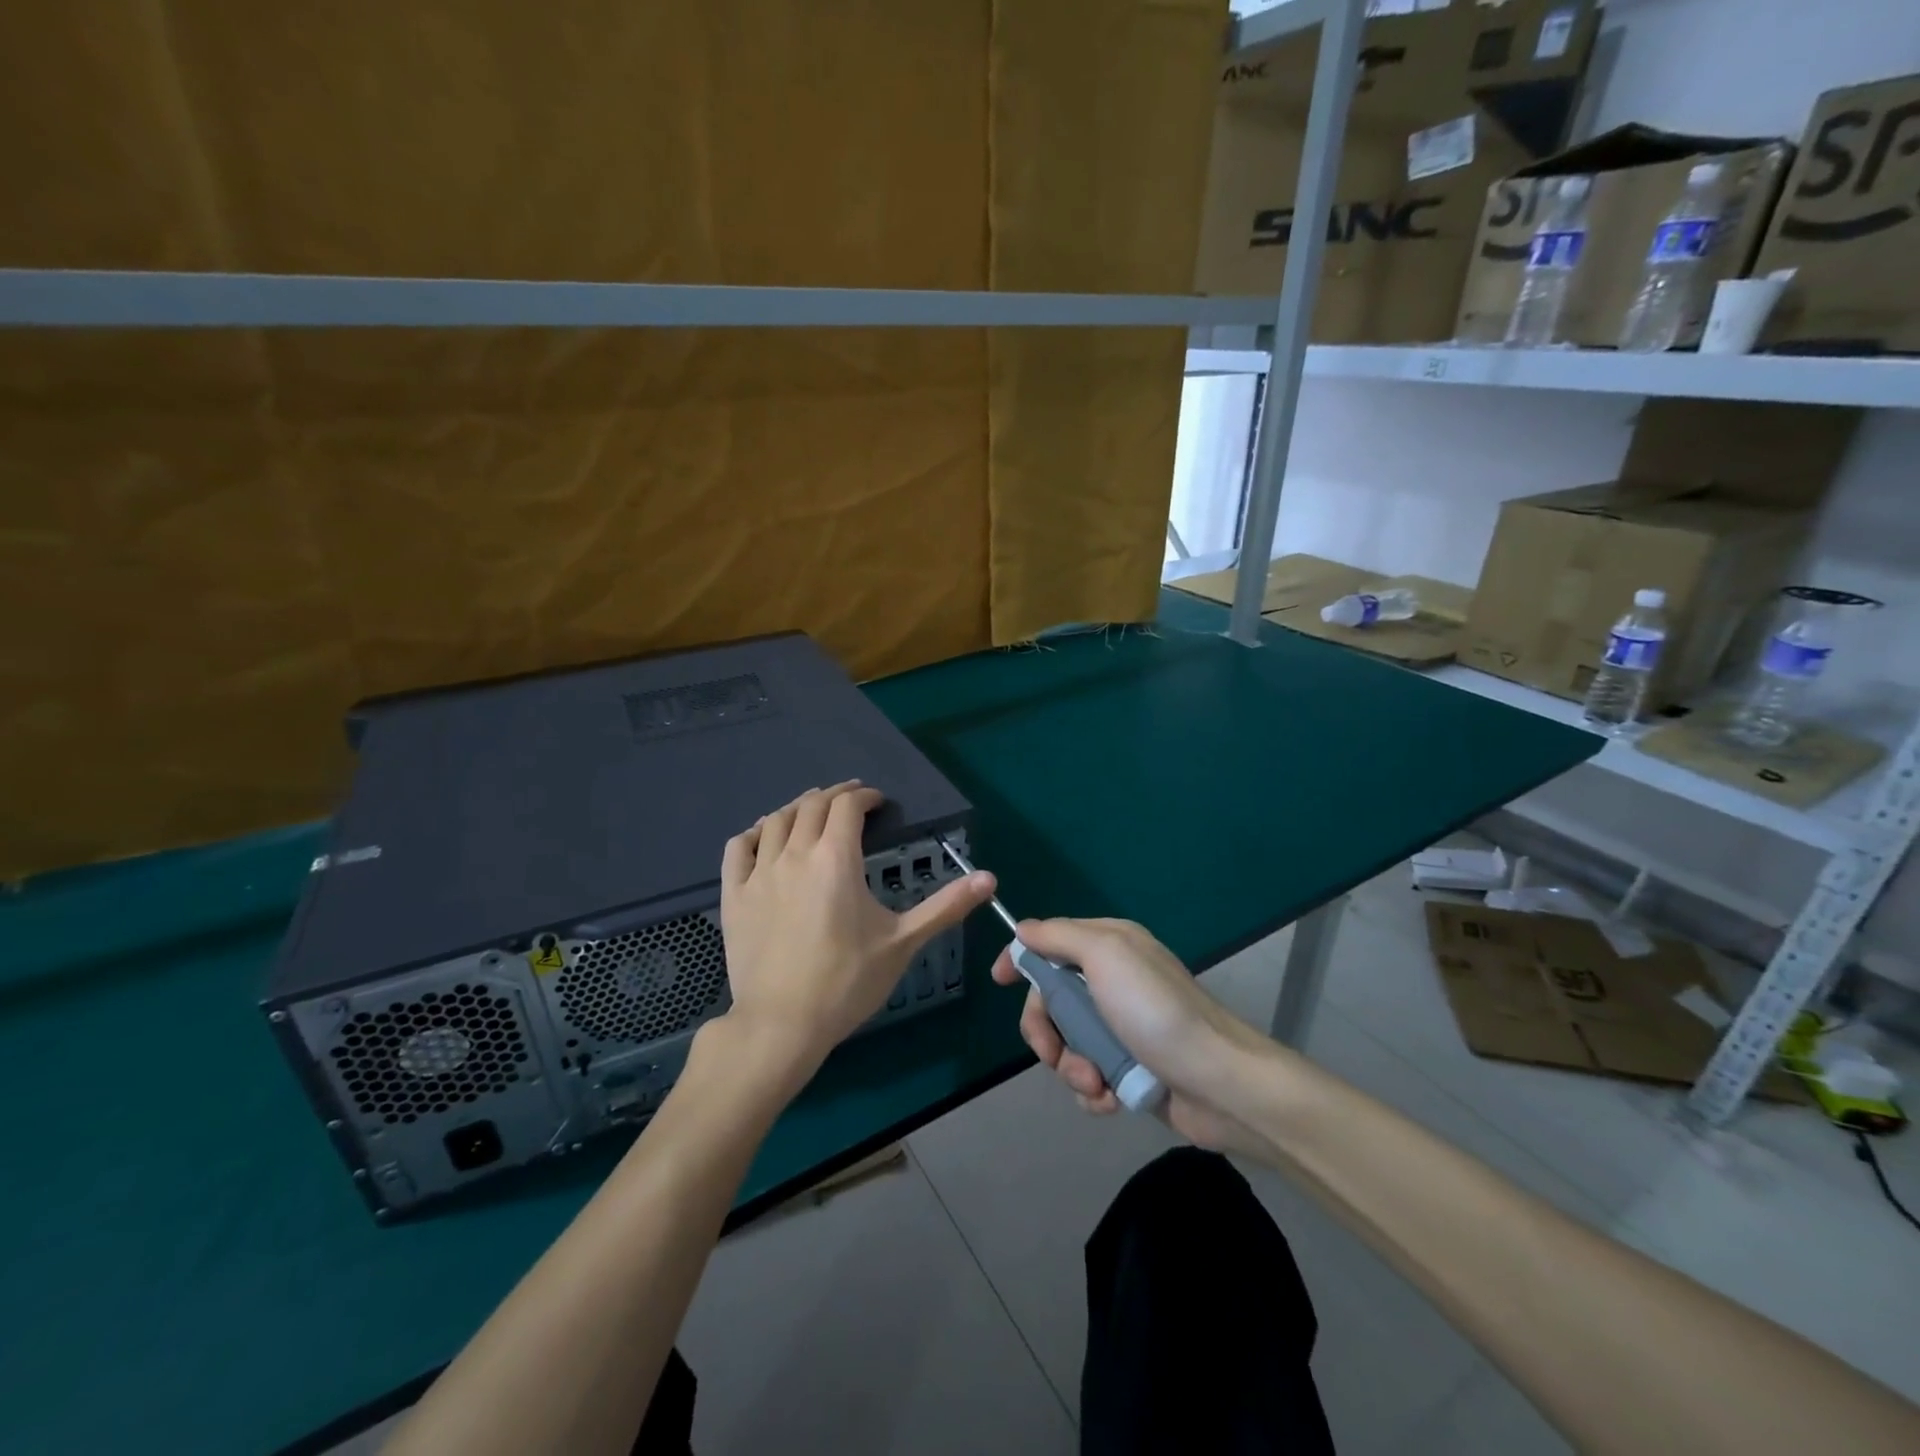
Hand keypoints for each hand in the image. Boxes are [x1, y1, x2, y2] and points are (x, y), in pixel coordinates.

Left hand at [719, 781, 995, 1077]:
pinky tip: (763, 835)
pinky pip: (738, 848)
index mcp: (835, 858)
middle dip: (835, 795)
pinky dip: (754, 833)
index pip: (848, 807)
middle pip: (812, 805)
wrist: (782, 1024)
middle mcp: (795, 854)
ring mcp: (759, 873)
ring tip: (812, 809)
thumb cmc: (847, 981)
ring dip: (797, 807)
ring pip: (775, 820)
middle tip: (851, 799)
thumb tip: (990, 878)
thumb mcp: (903, 942)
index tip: (878, 802)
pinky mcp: (734, 895)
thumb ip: (945, 906)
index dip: (865, 797)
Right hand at [992, 918, 1267, 1154]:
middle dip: (1046, 1030)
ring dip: (1072, 1067)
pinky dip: (1092, 1091)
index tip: (999, 980)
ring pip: (1067, 1042)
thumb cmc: (1156, 1011)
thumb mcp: (1106, 955)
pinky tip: (1109, 1100)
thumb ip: (1060, 937)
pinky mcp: (1129, 1069)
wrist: (1219, 1083)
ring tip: (1095, 1083)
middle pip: (1052, 999)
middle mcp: (1113, 982)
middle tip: (1053, 1053)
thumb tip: (1024, 929)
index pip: (1050, 943)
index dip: (1022, 959)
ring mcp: (1122, 1028)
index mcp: (1109, 947)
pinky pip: (1088, 1076)